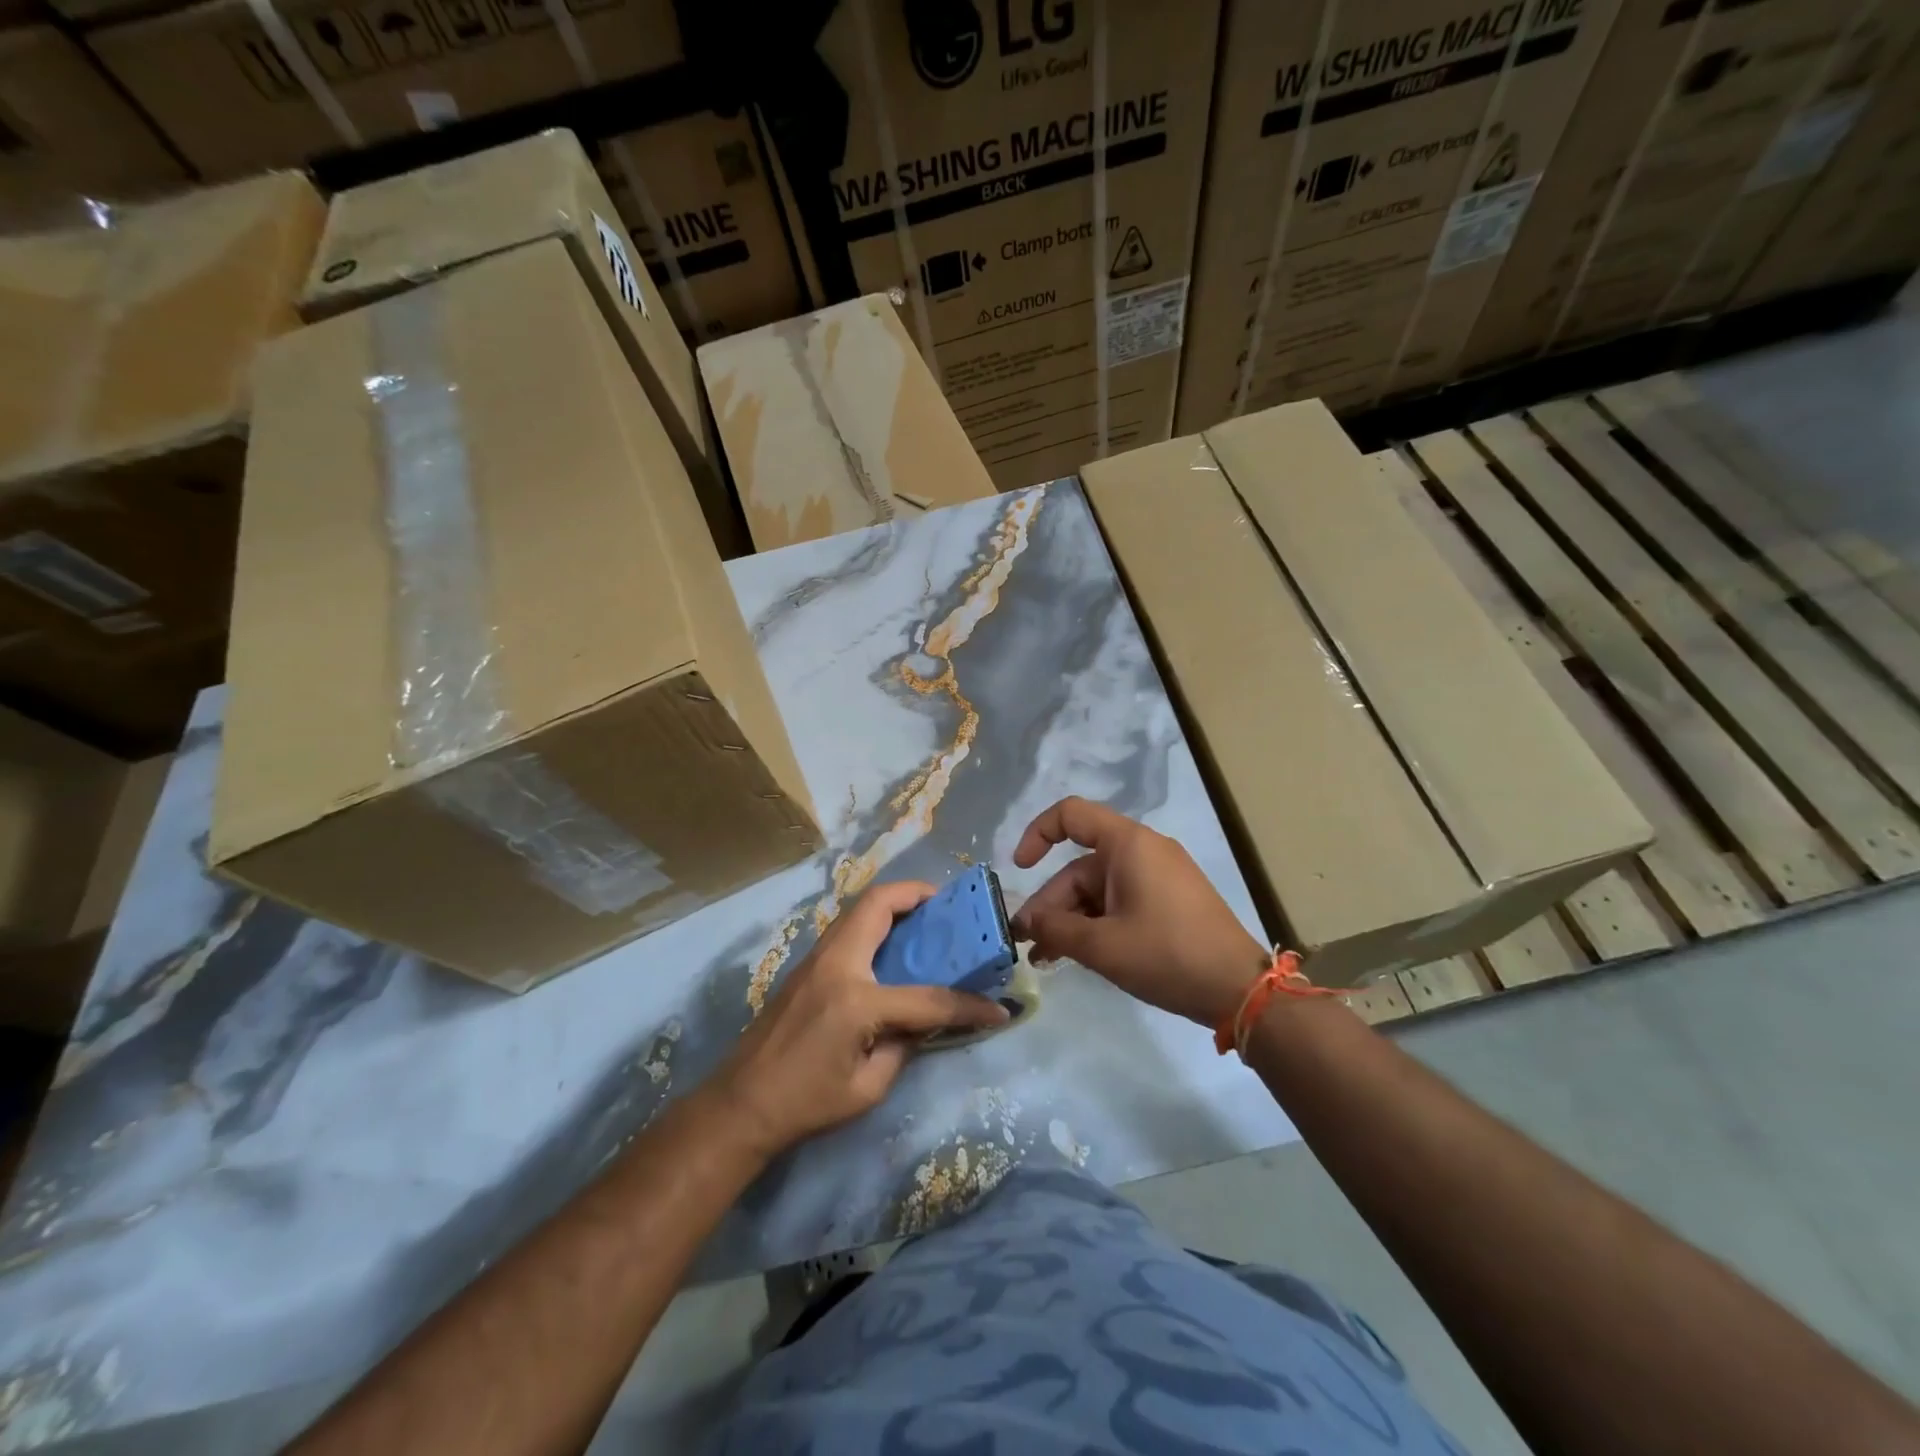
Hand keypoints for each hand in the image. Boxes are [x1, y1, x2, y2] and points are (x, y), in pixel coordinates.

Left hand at [713, 881, 1008, 1157]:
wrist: (740, 1105)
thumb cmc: (806, 1103)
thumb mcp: (868, 1087)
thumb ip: (905, 1044)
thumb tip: (926, 1019)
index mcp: (855, 999)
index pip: (926, 996)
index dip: (967, 1005)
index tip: (997, 1008)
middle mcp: (836, 964)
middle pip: (879, 904)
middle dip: (917, 894)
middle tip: (946, 905)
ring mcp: (815, 959)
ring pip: (858, 909)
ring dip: (893, 903)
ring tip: (923, 918)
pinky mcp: (805, 966)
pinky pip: (847, 928)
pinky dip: (875, 922)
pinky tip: (891, 946)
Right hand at [1010, 796, 1265, 1028]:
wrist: (1239, 989)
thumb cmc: (1167, 955)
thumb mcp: (1102, 946)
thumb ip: (1055, 929)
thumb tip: (1025, 922)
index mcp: (1128, 844)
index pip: (1070, 815)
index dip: (1037, 834)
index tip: (1019, 870)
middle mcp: (1143, 850)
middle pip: (1081, 866)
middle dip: (1052, 904)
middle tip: (1029, 944)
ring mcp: (1159, 876)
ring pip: (1098, 889)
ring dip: (1071, 919)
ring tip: (1046, 958)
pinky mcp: (1169, 900)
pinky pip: (1120, 901)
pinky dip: (1097, 923)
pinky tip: (1078, 955)